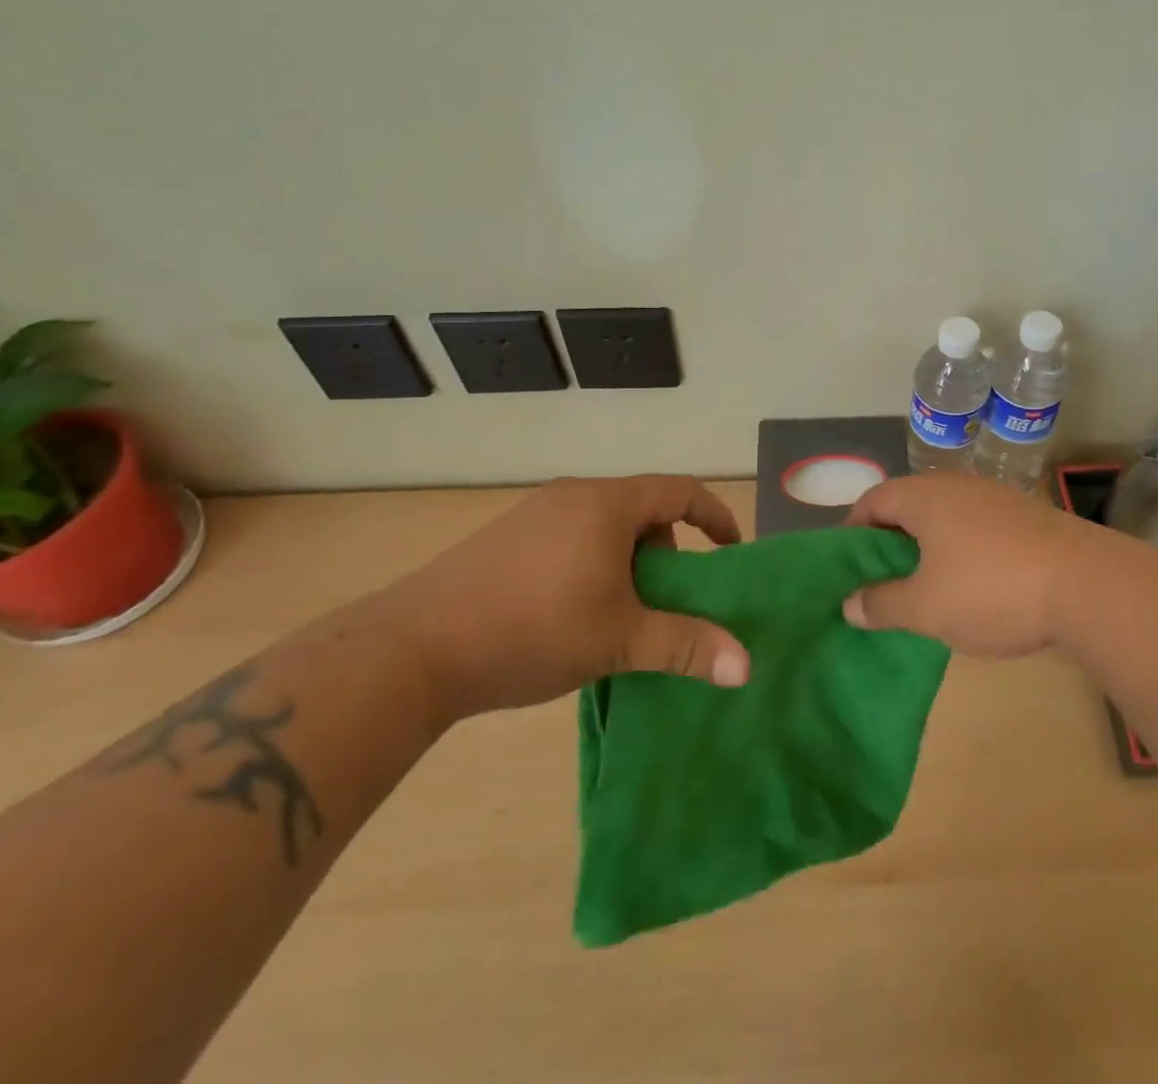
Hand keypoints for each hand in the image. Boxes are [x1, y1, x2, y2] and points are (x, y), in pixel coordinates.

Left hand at [373, 475, 748, 721]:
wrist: (411, 651)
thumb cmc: (533, 630)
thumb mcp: (620, 639)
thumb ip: (687, 646)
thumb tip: (746, 667)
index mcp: (607, 503)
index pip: (681, 490)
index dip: (715, 516)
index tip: (730, 550)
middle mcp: (573, 495)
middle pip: (642, 508)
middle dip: (666, 549)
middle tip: (666, 598)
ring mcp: (533, 514)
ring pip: (603, 526)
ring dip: (626, 561)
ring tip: (618, 613)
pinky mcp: (504, 539)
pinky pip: (569, 538)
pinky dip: (591, 565)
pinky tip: (570, 614)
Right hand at [843, 473, 1103, 656]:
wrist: (1087, 585)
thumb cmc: (991, 589)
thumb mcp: (926, 607)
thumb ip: (882, 604)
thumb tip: (850, 604)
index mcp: (924, 497)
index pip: (872, 500)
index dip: (852, 531)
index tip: (848, 567)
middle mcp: (956, 486)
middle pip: (907, 507)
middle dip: (889, 543)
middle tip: (880, 583)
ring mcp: (994, 498)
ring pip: (944, 518)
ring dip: (926, 549)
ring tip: (922, 590)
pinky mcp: (1023, 517)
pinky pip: (974, 528)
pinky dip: (960, 551)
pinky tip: (969, 586)